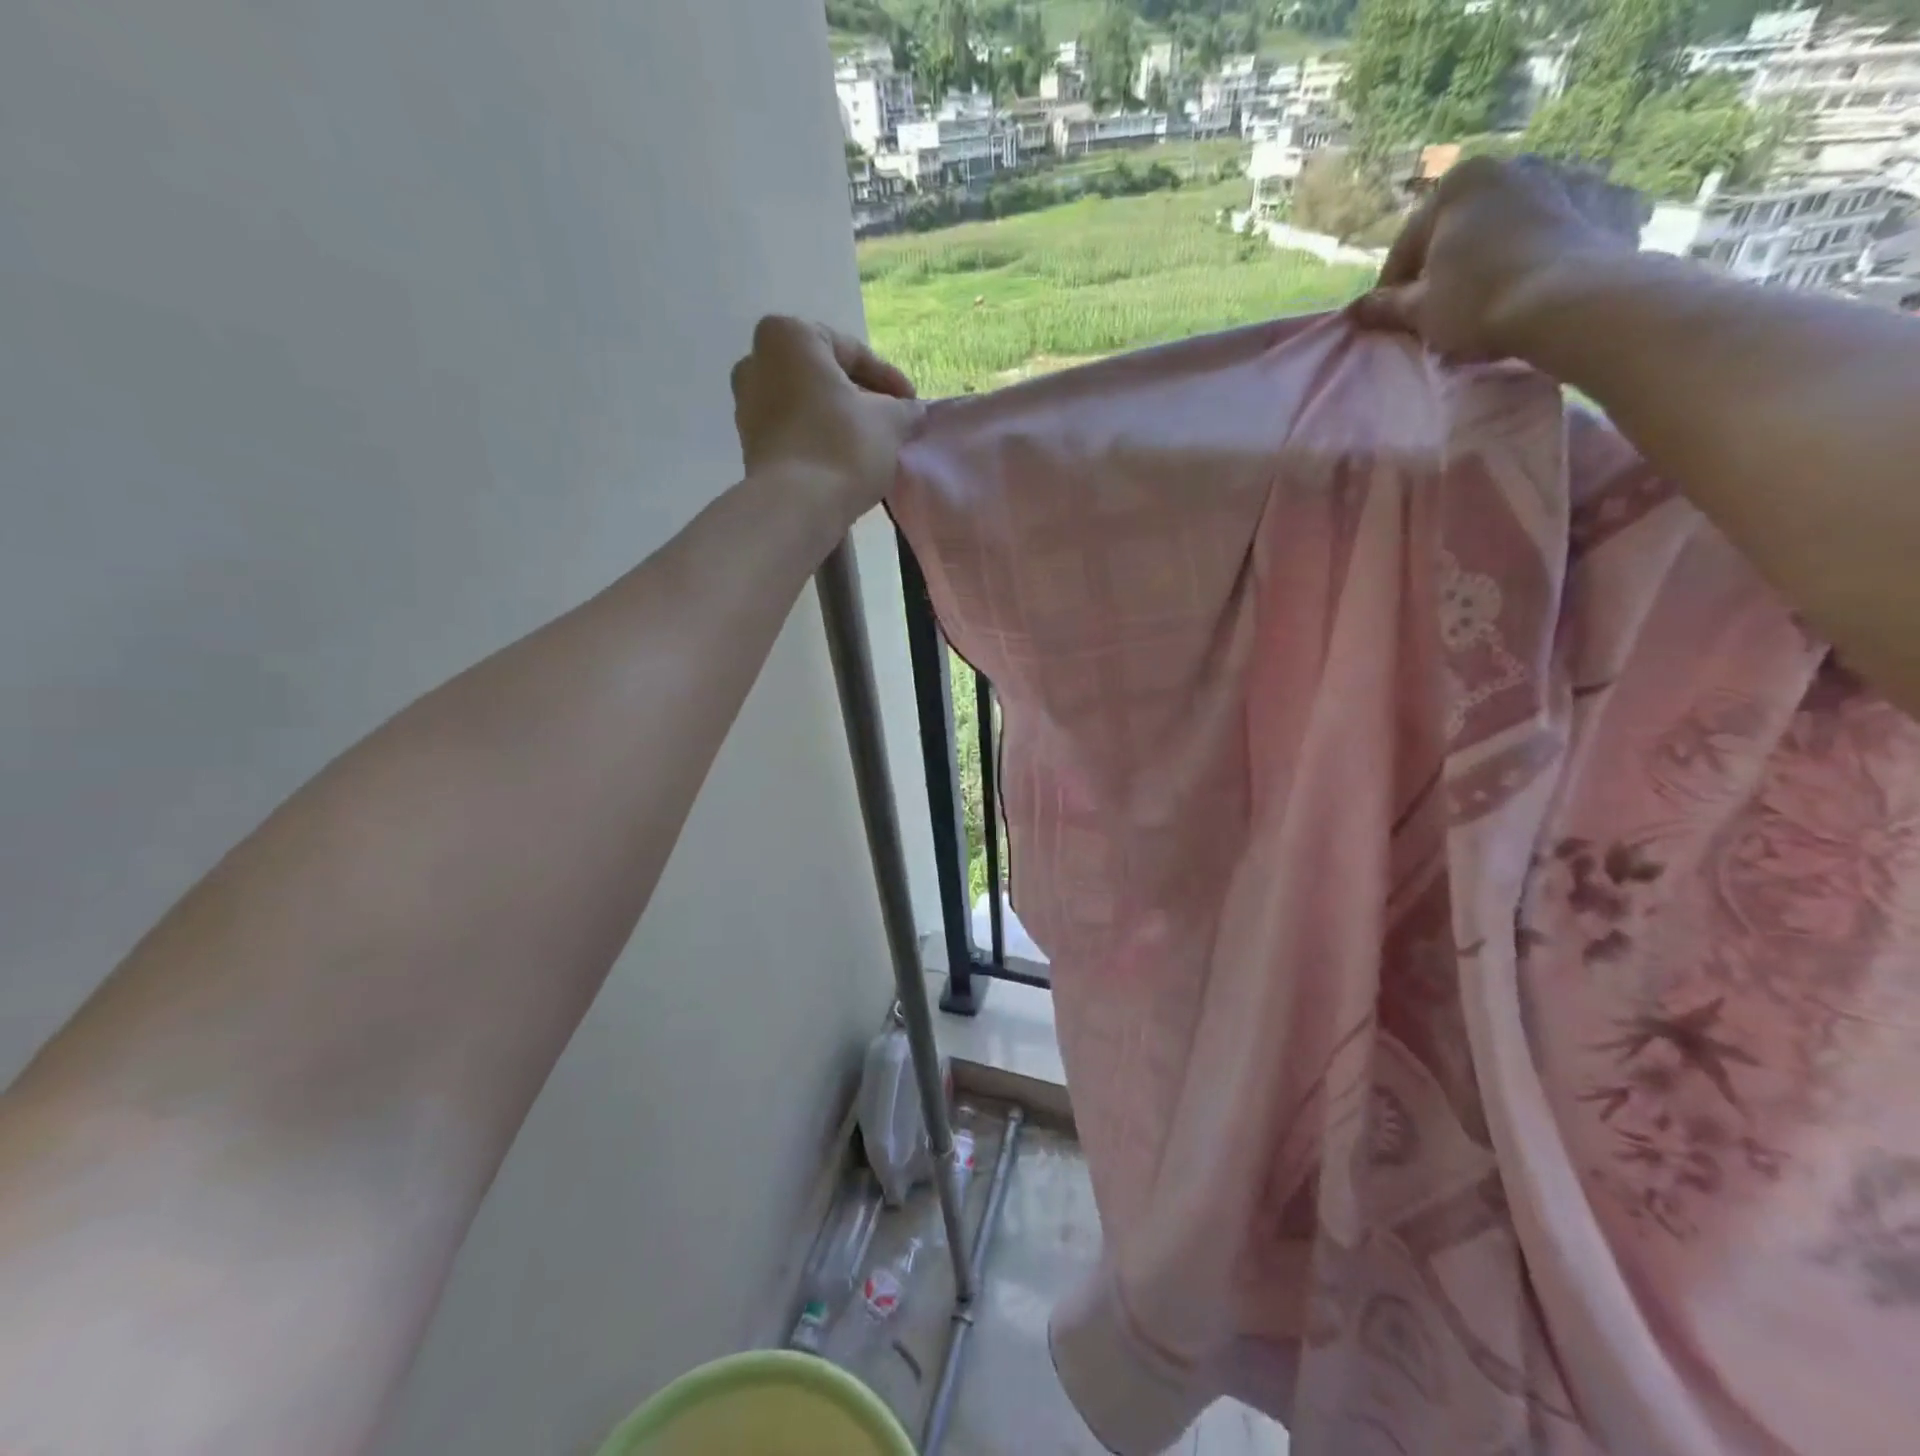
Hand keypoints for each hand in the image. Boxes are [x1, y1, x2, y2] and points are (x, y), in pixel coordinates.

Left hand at [730, 315, 923, 527]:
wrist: (796, 507)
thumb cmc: (842, 446)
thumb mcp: (890, 421)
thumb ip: (904, 409)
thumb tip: (912, 411)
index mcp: (789, 336)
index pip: (852, 352)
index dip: (889, 379)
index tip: (911, 404)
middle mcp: (756, 361)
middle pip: (823, 376)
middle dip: (859, 398)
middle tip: (891, 422)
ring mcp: (746, 405)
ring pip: (806, 404)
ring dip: (838, 420)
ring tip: (870, 445)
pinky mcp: (749, 445)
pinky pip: (793, 432)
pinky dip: (818, 440)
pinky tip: (844, 461)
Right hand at [1349, 156, 1641, 361]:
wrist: (1567, 300)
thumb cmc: (1476, 300)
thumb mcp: (1418, 310)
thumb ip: (1384, 307)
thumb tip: (1355, 310)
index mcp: (1456, 184)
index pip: (1405, 248)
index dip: (1391, 291)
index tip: (1389, 322)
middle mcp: (1503, 168)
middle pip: (1450, 234)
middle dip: (1436, 271)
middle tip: (1429, 314)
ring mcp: (1549, 180)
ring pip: (1489, 234)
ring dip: (1474, 265)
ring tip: (1470, 305)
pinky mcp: (1582, 203)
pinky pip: (1527, 236)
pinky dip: (1511, 260)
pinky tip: (1506, 292)